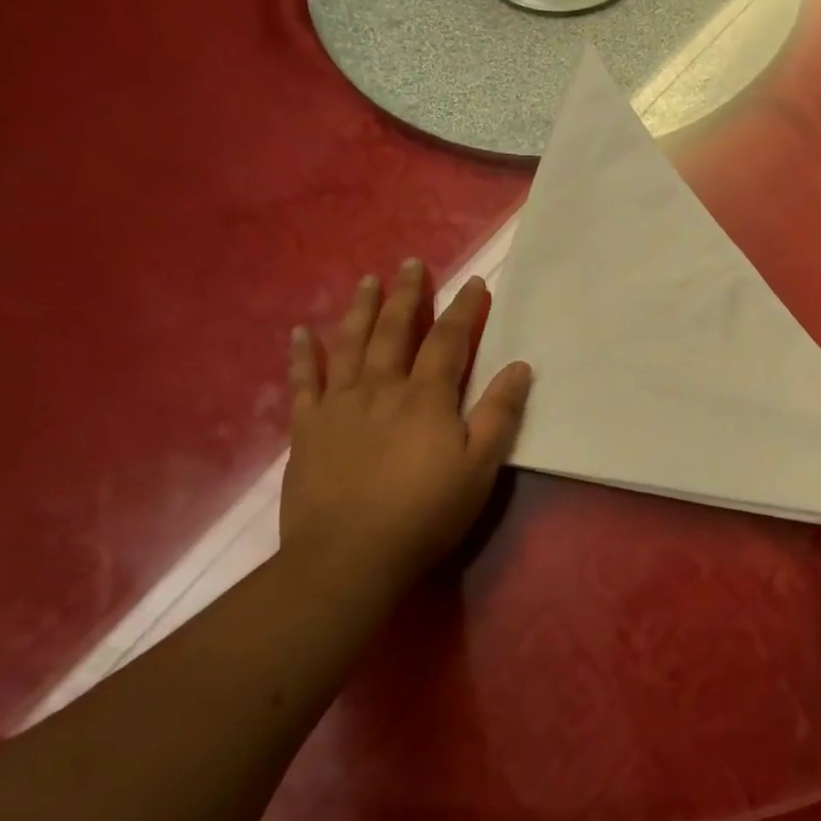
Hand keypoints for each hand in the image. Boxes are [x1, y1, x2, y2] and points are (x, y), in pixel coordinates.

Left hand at [280, 262, 531, 588]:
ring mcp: (339, 405)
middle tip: (411, 264)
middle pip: (396, 330)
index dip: (465, 309)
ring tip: (367, 281)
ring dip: (361, 310)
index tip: (475, 282)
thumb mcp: (480, 468)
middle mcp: (381, 388)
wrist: (348, 556)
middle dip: (408, 295)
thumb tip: (520, 366)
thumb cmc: (425, 513)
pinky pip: (304, 381)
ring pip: (350, 344)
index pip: (449, 340)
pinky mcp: (307, 428)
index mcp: (426, 397)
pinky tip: (301, 332)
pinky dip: (302, 355)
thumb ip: (499, 414)